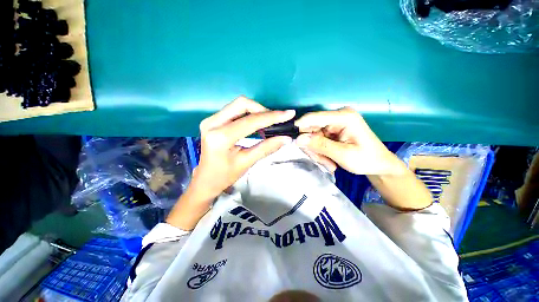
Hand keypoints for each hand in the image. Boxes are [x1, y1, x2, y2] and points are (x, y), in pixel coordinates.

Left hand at [167, 97, 294, 229]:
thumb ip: (267, 148)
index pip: (250, 121)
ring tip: (269, 122)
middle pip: (242, 104)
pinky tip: (257, 123)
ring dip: (256, 111)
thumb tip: (286, 138)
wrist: (205, 180)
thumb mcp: (247, 162)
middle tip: (276, 120)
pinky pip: (234, 110)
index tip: (288, 114)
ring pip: (238, 105)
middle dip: (262, 110)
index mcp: (220, 137)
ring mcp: (210, 120)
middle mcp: (212, 123)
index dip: (271, 117)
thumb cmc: (225, 176)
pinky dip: (249, 114)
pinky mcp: (213, 120)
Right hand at [295, 107, 404, 175]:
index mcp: (343, 117)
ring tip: (328, 164)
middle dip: (312, 147)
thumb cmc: (366, 159)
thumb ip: (320, 145)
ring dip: (316, 152)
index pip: (313, 117)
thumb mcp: (343, 155)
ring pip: (312, 136)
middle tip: (320, 161)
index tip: (292, 140)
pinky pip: (317, 140)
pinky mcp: (332, 130)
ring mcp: (334, 124)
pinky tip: (329, 160)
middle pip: (311, 129)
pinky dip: (319, 151)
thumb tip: (298, 139)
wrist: (378, 164)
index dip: (299, 127)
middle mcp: (337, 117)